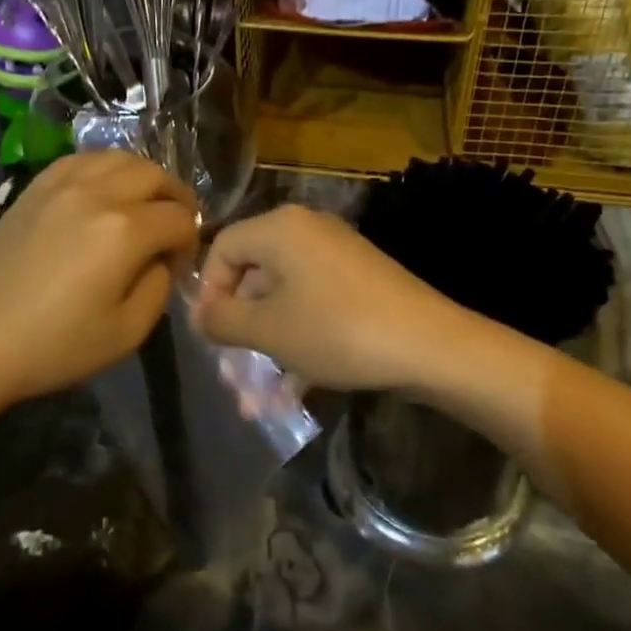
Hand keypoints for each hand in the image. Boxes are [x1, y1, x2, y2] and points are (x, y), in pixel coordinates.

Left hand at [0, 152, 197, 402]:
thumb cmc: (55, 346)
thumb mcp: (128, 332)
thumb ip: (160, 286)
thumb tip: (161, 258)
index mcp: (125, 231)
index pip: (180, 218)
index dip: (190, 241)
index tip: (178, 266)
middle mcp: (98, 194)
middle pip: (156, 175)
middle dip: (176, 200)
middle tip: (173, 229)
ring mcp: (63, 184)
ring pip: (121, 158)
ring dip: (144, 178)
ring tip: (143, 206)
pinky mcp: (36, 187)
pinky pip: (83, 159)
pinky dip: (106, 169)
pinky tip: (104, 192)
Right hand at [192, 205, 475, 390]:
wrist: (430, 345)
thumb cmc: (336, 330)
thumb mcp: (269, 330)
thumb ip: (222, 320)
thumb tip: (199, 313)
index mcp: (280, 228)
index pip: (222, 247)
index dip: (208, 293)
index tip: (207, 338)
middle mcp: (307, 232)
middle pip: (254, 276)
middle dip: (238, 331)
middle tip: (230, 375)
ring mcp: (336, 257)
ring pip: (284, 301)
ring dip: (266, 349)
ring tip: (255, 403)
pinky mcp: (358, 283)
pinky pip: (314, 308)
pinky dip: (298, 344)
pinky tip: (291, 395)